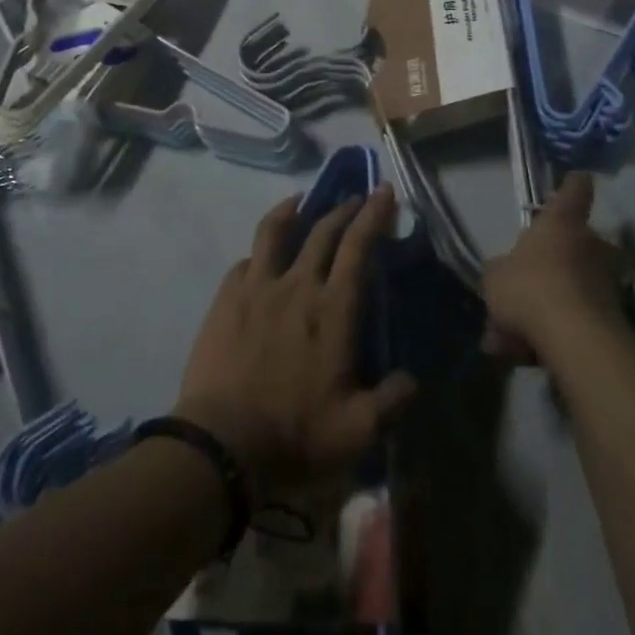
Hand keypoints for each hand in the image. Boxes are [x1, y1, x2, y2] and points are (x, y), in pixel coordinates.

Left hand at [175, 184, 416, 501]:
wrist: (222, 443)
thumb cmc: (295, 434)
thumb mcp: (358, 431)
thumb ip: (392, 402)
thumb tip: (412, 380)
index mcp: (333, 309)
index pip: (358, 246)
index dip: (374, 215)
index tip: (384, 191)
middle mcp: (297, 285)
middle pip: (323, 231)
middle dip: (344, 208)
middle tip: (357, 197)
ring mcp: (257, 287)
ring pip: (275, 231)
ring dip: (292, 209)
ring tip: (301, 200)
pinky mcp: (226, 298)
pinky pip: (246, 261)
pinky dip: (259, 251)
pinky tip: (261, 256)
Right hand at [482, 173, 630, 365]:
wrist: (574, 339)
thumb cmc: (530, 288)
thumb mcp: (495, 276)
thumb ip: (500, 271)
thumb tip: (505, 274)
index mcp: (561, 223)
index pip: (574, 191)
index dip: (573, 184)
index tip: (577, 177)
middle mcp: (590, 245)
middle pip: (574, 244)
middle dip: (553, 262)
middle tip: (523, 285)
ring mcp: (606, 281)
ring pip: (571, 287)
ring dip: (547, 305)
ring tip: (510, 336)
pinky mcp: (613, 318)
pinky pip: (575, 320)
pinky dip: (553, 333)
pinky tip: (523, 355)